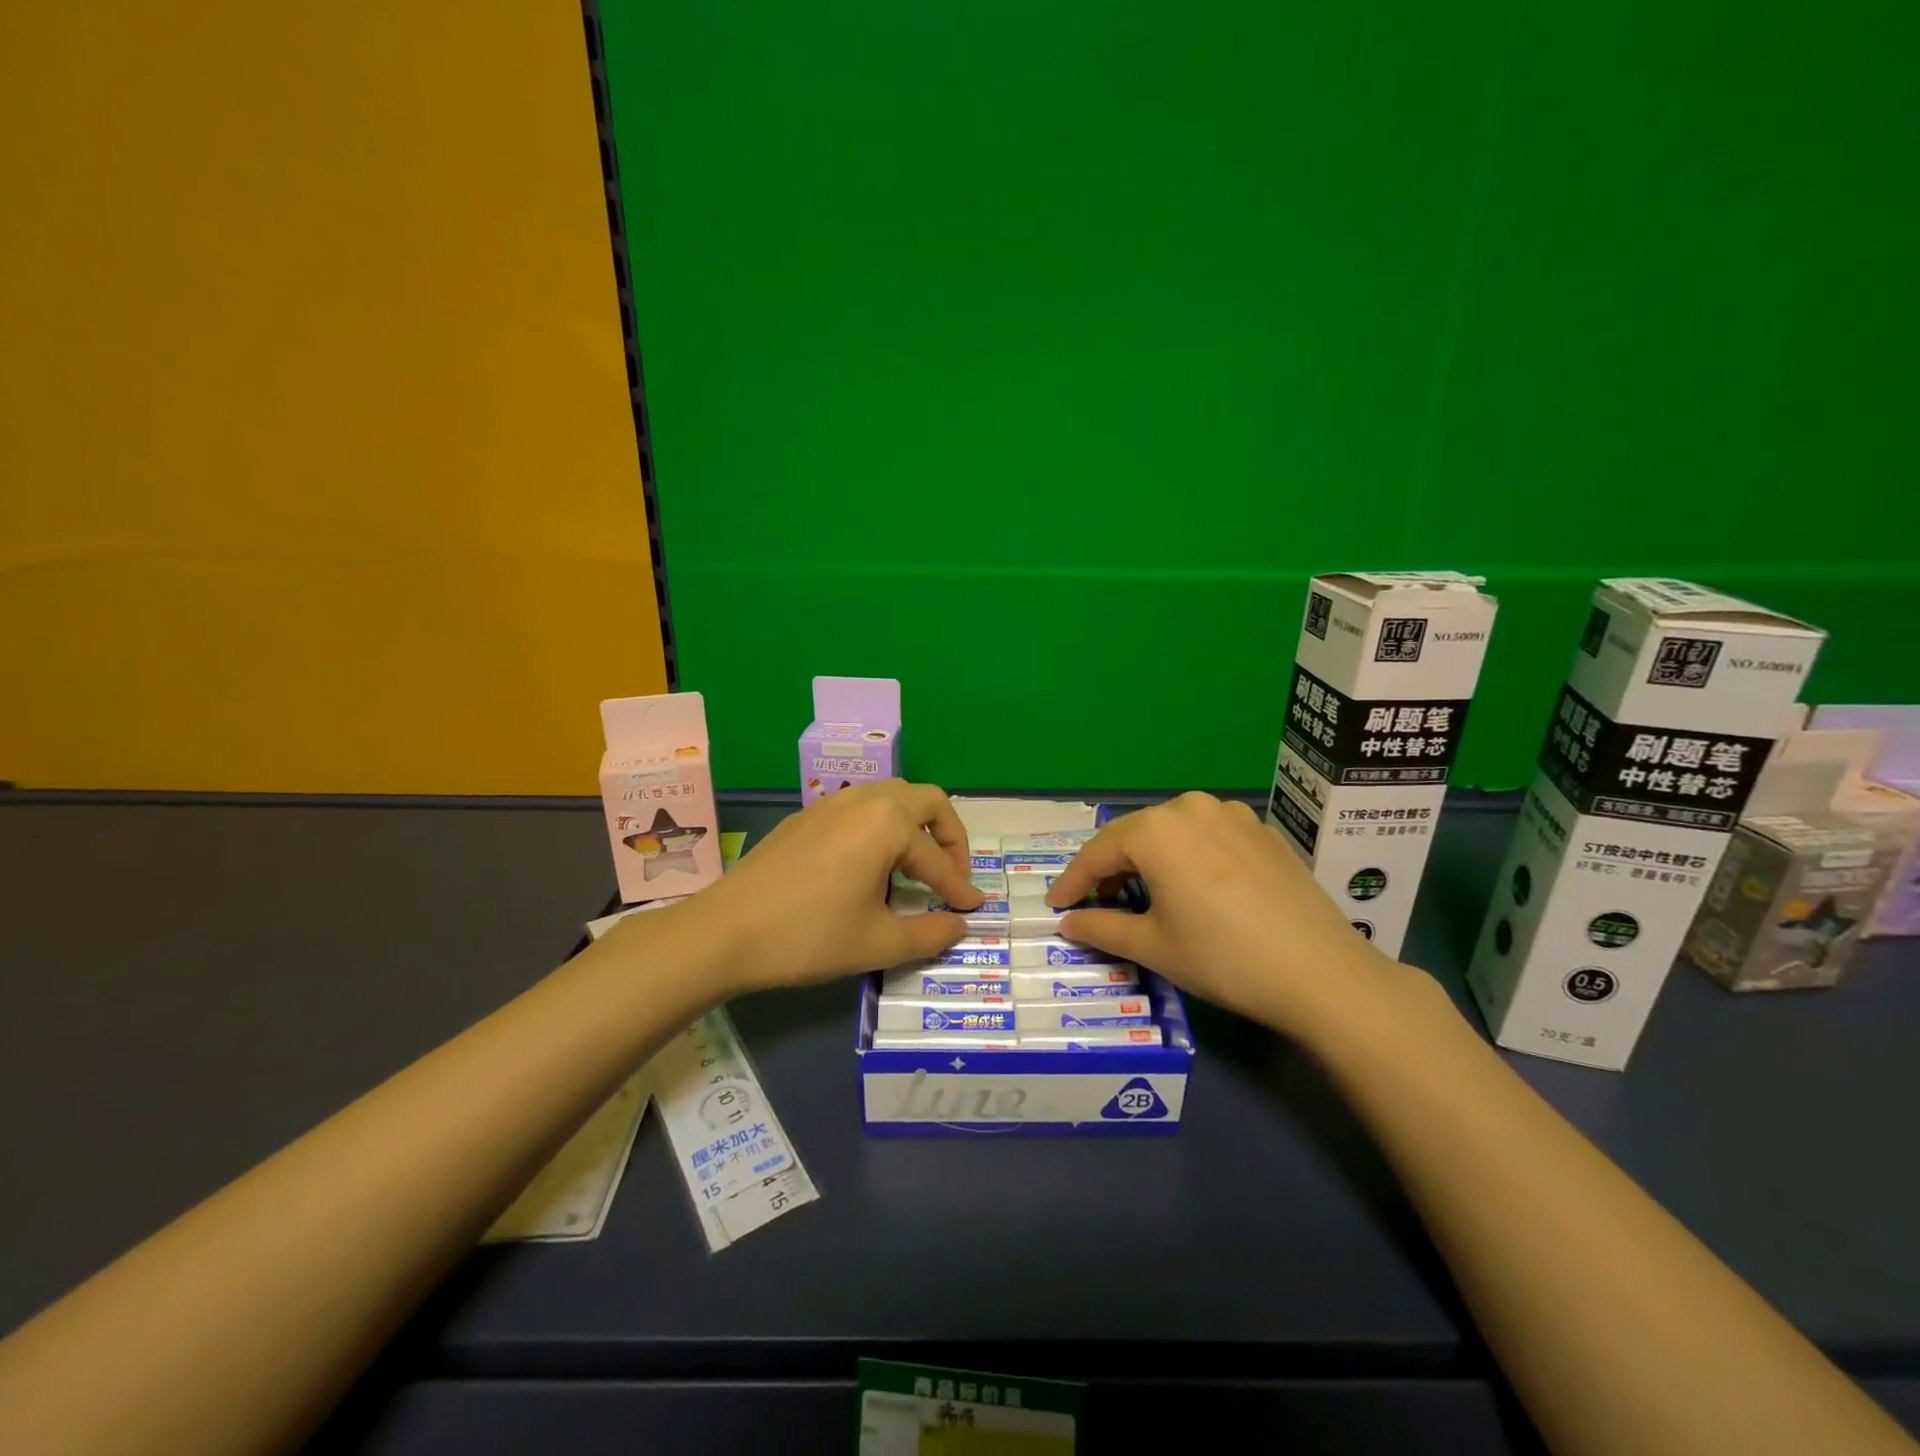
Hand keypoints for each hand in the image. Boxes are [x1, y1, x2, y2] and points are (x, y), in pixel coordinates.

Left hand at [676, 780, 983, 994]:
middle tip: (950, 875)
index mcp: (887, 824)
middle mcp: (865, 800)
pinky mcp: (807, 816)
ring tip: (914, 867)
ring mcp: (831, 804)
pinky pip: (861, 807)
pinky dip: (882, 826)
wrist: (725, 932)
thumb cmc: (809, 936)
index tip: (974, 908)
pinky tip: (870, 865)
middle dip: (948, 836)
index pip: (937, 859)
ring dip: (915, 825)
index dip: (959, 887)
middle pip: (926, 801)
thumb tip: (959, 924)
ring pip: (892, 796)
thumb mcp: (877, 943)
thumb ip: (929, 933)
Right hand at [1045, 792, 1399, 1035]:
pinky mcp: (1262, 831)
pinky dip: (1187, 859)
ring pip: (1172, 833)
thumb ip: (1101, 927)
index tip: (1055, 905)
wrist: (1321, 972)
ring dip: (1149, 861)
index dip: (1072, 881)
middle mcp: (1190, 807)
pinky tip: (1193, 889)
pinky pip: (1207, 837)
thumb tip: (1067, 923)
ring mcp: (1232, 815)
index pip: (1098, 853)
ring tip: (1143, 896)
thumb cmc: (1222, 957)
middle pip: (1135, 836)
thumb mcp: (1153, 946)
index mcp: (1156, 829)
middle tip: (1095, 903)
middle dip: (1110, 869)